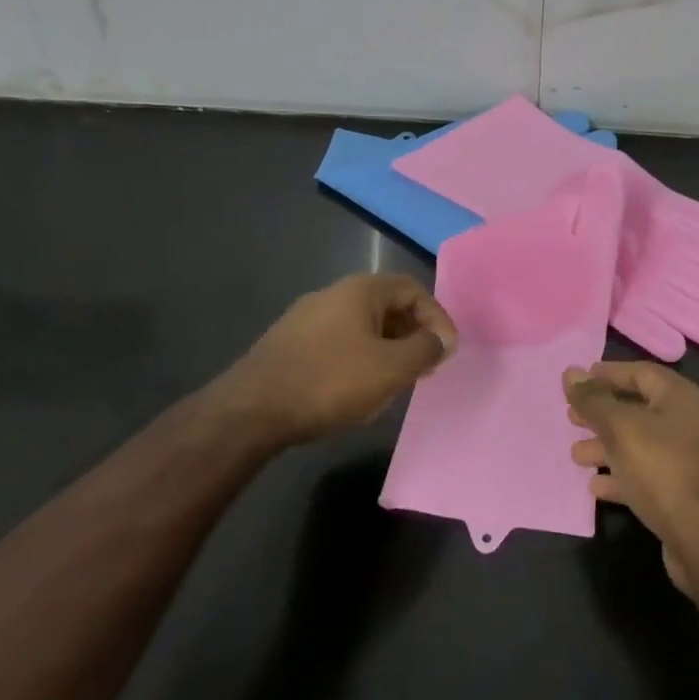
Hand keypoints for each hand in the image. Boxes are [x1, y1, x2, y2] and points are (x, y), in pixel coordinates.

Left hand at [235, 274, 456, 443]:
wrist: (251, 410)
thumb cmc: (330, 381)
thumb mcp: (390, 368)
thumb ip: (424, 349)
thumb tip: (441, 339)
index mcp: (360, 290)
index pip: (413, 289)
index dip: (437, 317)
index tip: (447, 351)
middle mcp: (334, 294)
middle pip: (388, 306)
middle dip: (413, 335)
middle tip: (425, 368)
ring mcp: (307, 318)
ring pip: (363, 327)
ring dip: (387, 350)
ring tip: (395, 383)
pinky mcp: (290, 343)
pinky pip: (339, 342)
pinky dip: (360, 359)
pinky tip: (357, 390)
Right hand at [565, 361, 698, 593]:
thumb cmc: (662, 469)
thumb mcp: (621, 428)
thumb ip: (594, 400)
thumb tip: (571, 372)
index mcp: (680, 397)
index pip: (640, 373)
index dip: (608, 374)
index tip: (577, 381)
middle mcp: (686, 423)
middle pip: (637, 409)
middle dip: (602, 413)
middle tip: (570, 417)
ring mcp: (684, 461)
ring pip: (637, 445)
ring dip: (606, 447)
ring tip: (575, 455)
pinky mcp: (679, 494)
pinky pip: (643, 476)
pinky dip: (619, 477)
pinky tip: (595, 487)